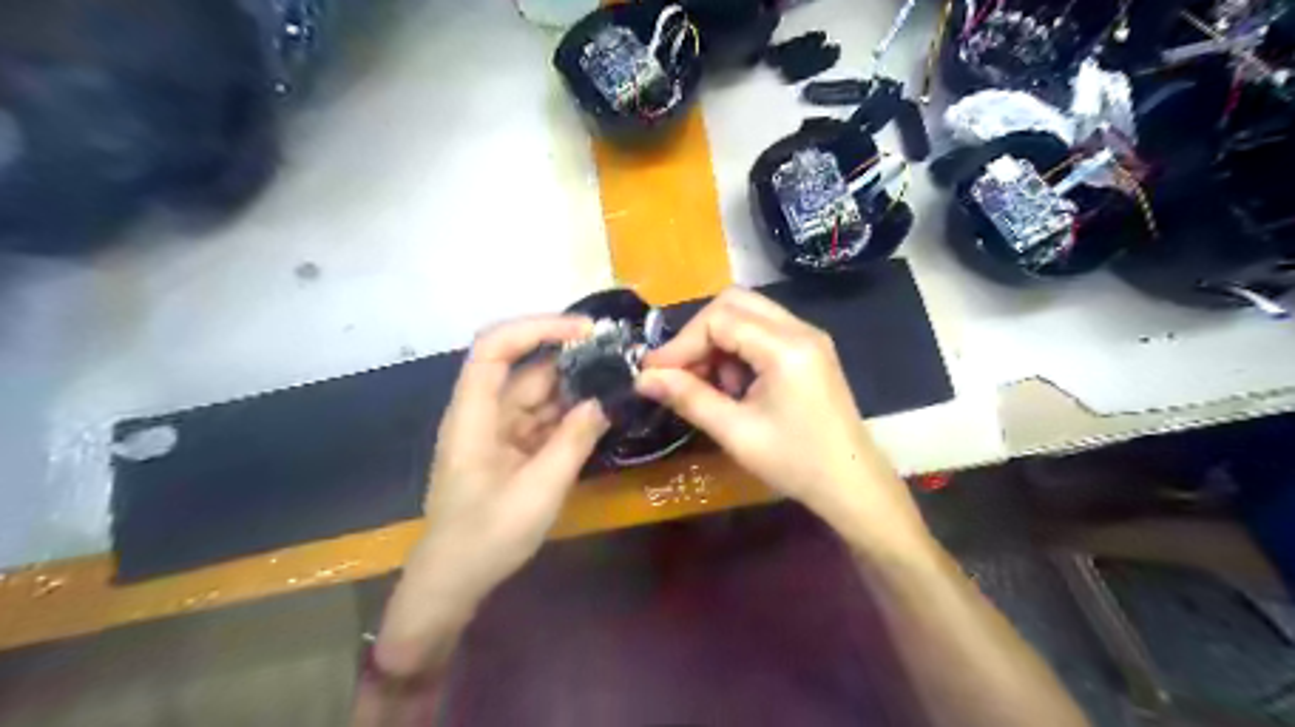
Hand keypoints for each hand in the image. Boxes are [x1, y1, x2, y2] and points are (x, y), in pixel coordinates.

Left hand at [374, 316, 608, 679]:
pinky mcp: (510, 449)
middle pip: (525, 369)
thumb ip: (574, 440)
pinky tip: (600, 414)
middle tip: (619, 358)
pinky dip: (570, 416)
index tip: (584, 331)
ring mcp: (497, 431)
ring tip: (619, 382)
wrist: (454, 582)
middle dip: (570, 359)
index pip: (496, 348)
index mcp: (475, 414)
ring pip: (538, 394)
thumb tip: (603, 402)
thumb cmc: (488, 536)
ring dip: (575, 388)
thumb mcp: (540, 490)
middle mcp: (484, 413)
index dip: (537, 328)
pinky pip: (542, 420)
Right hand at [633, 289, 925, 549]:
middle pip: (733, 303)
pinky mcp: (809, 350)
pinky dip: (738, 349)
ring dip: (718, 342)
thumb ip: (688, 398)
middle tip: (680, 372)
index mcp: (785, 347)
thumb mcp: (736, 433)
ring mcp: (808, 337)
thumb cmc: (796, 464)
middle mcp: (800, 329)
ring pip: (747, 314)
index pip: (719, 320)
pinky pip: (762, 331)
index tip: (654, 374)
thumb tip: (643, 379)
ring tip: (708, 384)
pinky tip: (734, 386)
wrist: (853, 485)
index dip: (681, 344)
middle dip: (699, 334)